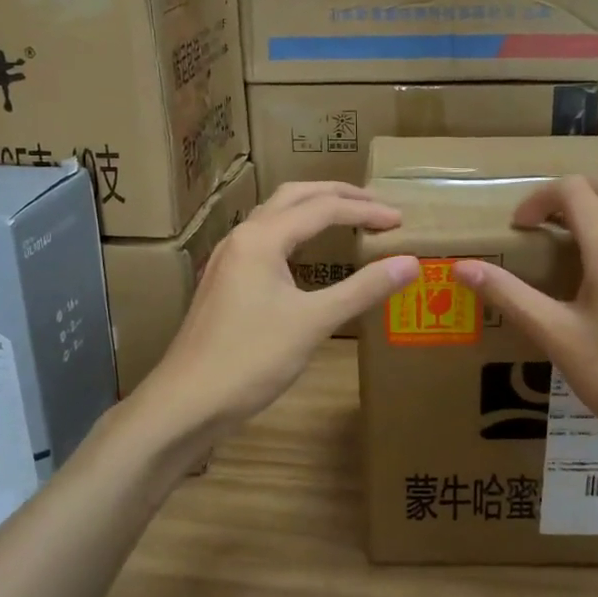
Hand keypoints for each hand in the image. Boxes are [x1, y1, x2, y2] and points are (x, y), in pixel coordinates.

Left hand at [135, 182, 417, 443]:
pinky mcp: (224, 280)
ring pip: (275, 215)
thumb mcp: (313, 322)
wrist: (186, 401)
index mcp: (261, 238)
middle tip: (376, 205)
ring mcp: (228, 259)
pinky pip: (264, 238)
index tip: (400, 221)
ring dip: (312, 209)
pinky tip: (306, 253)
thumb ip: (363, 289)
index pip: (323, 208)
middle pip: (294, 196)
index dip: (365, 211)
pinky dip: (294, 232)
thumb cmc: (251, 360)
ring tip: (347, 217)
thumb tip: (410, 262)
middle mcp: (242, 237)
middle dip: (337, 195)